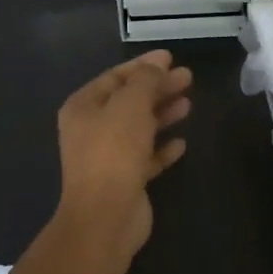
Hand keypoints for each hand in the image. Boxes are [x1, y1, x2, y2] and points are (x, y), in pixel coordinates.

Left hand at [54, 51, 192, 257]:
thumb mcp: (131, 105)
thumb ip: (146, 81)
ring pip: (139, 128)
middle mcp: (92, 129)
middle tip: (188, 78)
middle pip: (129, 101)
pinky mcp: (125, 180)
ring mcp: (108, 157)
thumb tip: (157, 67)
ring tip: (188, 105)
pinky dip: (162, 148)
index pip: (115, 77)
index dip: (143, 65)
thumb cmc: (114, 151)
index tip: (171, 58)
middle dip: (158, 88)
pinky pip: (146, 157)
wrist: (106, 216)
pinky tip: (181, 143)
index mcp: (83, 107)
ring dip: (162, 115)